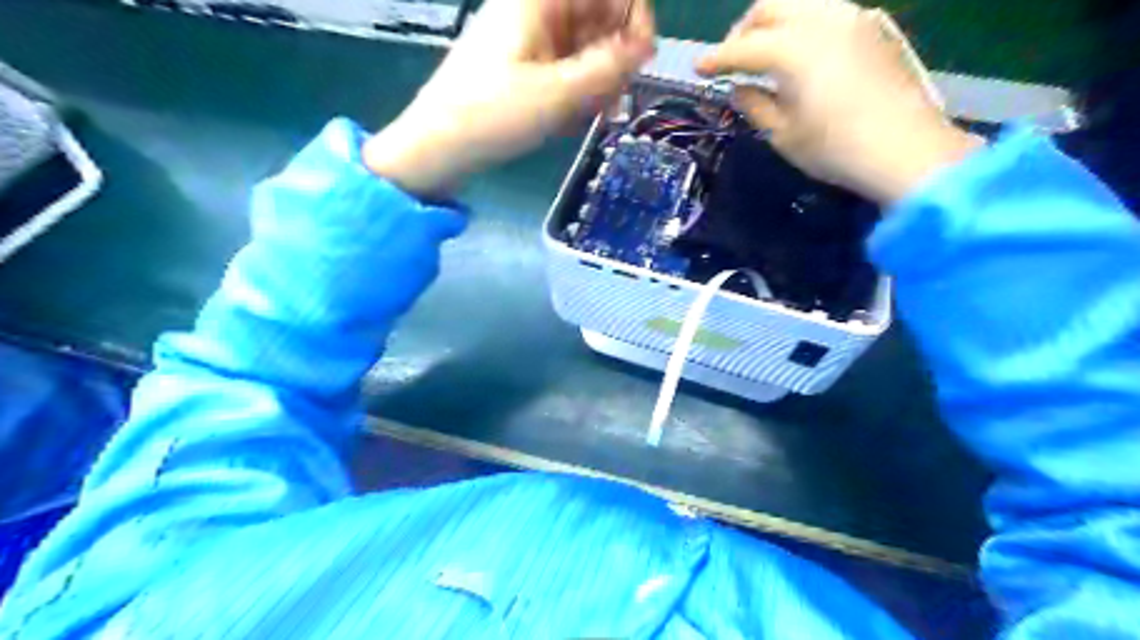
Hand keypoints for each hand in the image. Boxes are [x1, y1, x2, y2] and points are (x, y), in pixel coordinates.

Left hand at [365, 0, 648, 196]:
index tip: (642, 61)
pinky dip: (575, 93)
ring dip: (596, 82)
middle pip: (596, 20)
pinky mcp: (520, 68)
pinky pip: (563, 70)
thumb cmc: (494, 115)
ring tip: (592, 117)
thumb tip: (647, 46)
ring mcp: (526, 40)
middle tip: (614, 101)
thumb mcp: (560, 94)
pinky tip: (570, 121)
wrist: (438, 148)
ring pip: (582, 49)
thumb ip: (609, 67)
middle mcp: (534, 12)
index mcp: (539, 0)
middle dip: (613, 59)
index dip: (633, 18)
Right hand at [696, 1, 980, 204]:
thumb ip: (755, 104)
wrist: (906, 150)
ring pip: (800, 3)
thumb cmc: (834, 149)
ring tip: (764, 55)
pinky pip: (825, 11)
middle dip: (743, 31)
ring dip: (773, 24)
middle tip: (732, 60)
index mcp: (793, 49)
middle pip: (769, 8)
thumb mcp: (783, 134)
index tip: (697, 68)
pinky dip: (802, 25)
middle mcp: (821, 20)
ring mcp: (852, 18)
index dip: (716, 59)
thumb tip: (740, 87)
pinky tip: (800, 54)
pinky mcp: (872, 27)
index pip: (742, 48)